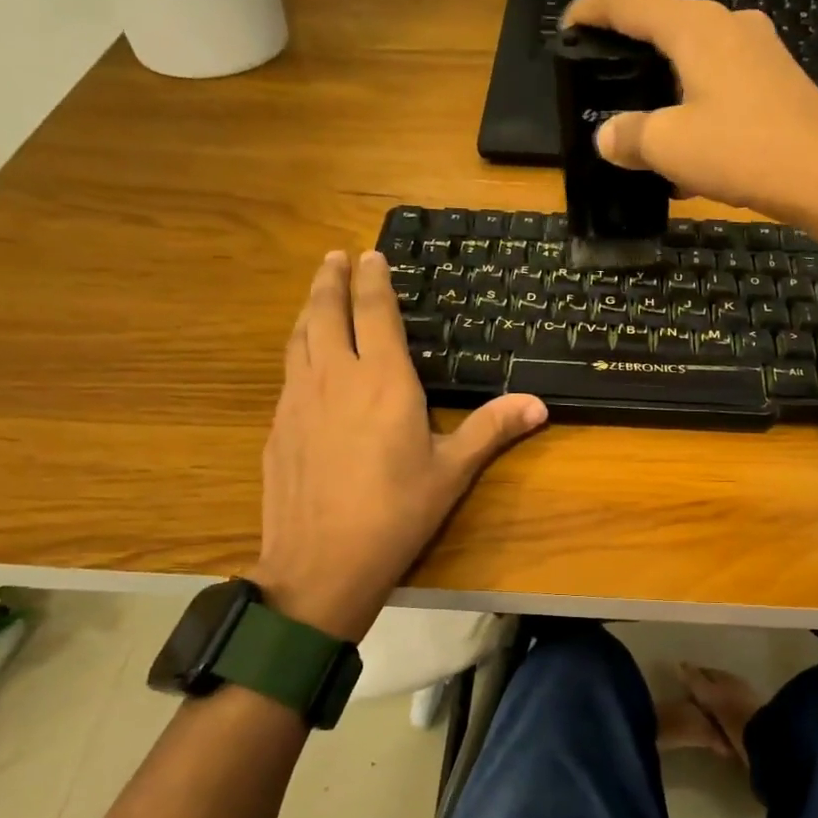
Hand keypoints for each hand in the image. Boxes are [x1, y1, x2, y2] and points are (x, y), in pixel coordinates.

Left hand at [249, 251, 547, 641]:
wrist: (321, 563)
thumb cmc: (396, 513)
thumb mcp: (452, 471)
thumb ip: (491, 429)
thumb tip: (539, 404)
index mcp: (383, 381)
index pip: (375, 313)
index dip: (373, 281)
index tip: (371, 255)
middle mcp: (336, 377)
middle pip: (327, 312)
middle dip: (332, 279)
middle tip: (335, 256)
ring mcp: (298, 400)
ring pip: (300, 337)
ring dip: (310, 307)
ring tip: (317, 292)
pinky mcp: (278, 426)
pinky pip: (289, 371)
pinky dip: (298, 348)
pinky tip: (304, 360)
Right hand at [560, 0, 817, 232]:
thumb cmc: (744, 151)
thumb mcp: (671, 147)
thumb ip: (630, 136)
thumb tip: (607, 136)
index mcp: (695, 27)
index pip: (629, 0)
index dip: (591, 9)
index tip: (567, 27)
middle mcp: (728, 25)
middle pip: (665, 25)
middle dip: (630, 52)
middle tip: (604, 82)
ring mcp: (758, 52)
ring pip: (695, 59)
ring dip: (665, 87)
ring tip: (644, 126)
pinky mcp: (777, 82)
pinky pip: (721, 84)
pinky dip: (695, 107)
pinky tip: (689, 150)